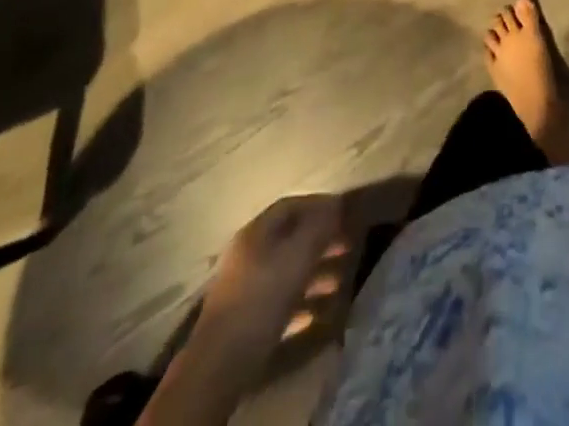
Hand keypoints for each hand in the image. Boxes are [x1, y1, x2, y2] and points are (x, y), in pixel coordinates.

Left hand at [199, 195, 346, 348]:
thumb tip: (336, 204)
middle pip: (290, 240)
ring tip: (338, 283)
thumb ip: (319, 227)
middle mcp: (248, 255)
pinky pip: (278, 303)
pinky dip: (300, 303)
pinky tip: (317, 314)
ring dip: (314, 274)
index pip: (291, 206)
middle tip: (347, 247)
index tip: (344, 212)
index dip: (319, 205)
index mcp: (256, 232)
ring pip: (286, 272)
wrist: (220, 365)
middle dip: (321, 242)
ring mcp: (244, 290)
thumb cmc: (262, 298)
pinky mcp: (245, 322)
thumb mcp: (298, 255)